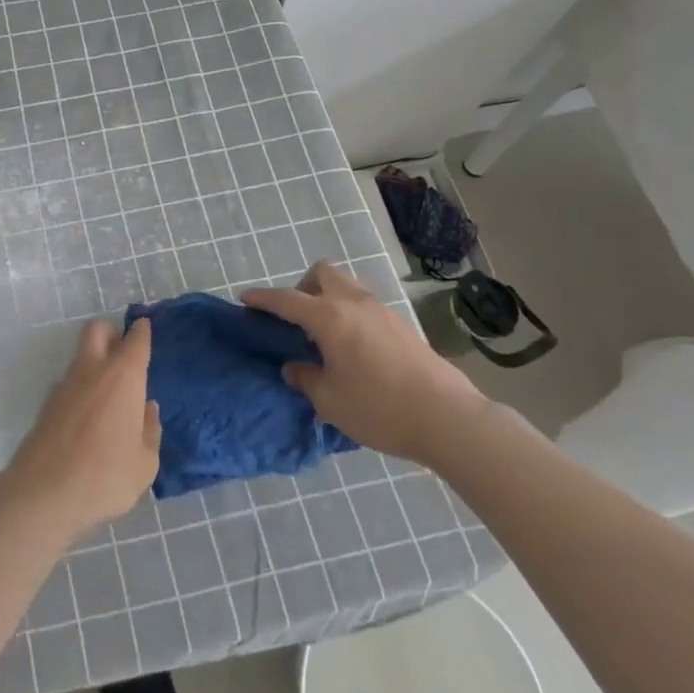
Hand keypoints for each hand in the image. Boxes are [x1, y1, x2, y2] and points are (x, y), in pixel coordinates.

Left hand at [0, 319, 161, 540]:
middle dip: (111, 333)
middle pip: (98, 330)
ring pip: (81, 356)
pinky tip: (89, 418)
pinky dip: (81, 389)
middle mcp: (93, 370)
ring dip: (95, 363)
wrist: (43, 492)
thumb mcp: (144, 463)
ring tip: (109, 396)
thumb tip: (147, 409)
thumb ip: (150, 431)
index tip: (145, 327)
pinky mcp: (47, 404)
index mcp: (123, 376)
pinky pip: (70, 384)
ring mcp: (65, 384)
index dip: (142, 331)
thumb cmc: (105, 475)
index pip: (136, 340)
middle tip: (123, 354)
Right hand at [244, 261, 491, 466]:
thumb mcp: (330, 401)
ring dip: (328, 300)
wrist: (448, 418)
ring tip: (325, 336)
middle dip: (303, 288)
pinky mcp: (402, 326)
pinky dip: (350, 315)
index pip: (286, 300)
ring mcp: (382, 311)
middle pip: (322, 274)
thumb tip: (294, 367)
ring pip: (346, 287)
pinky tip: (354, 350)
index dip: (263, 298)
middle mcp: (354, 304)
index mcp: (329, 317)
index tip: (245, 298)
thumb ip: (306, 379)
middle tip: (297, 320)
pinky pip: (364, 306)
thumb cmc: (379, 408)